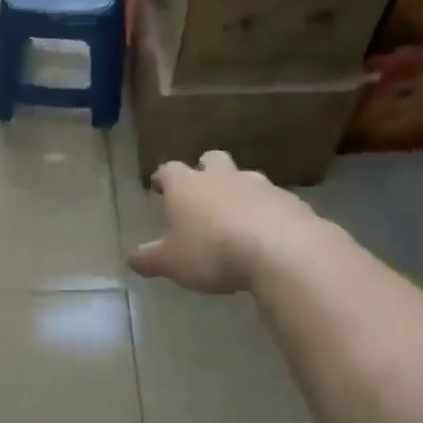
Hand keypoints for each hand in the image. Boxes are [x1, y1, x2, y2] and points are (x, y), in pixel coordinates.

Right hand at [127, 151, 324, 294]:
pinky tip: (266, 235)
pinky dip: (266, 212)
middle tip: (201, 192)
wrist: (282, 250)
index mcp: (187, 186)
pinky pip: (273, 201)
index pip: (168, 170)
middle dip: (204, 170)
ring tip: (236, 217)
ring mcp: (260, 185)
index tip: (159, 187)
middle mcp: (222, 177)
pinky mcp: (291, 201)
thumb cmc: (212, 251)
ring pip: (245, 178)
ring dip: (238, 191)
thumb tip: (132, 259)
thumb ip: (150, 259)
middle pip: (211, 160)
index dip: (163, 178)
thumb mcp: (172, 263)